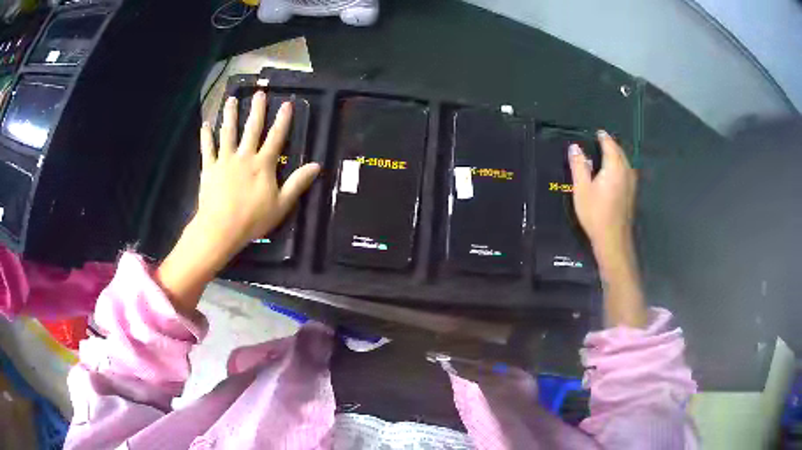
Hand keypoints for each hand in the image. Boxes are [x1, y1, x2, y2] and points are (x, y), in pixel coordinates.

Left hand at [194, 91, 319, 265]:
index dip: (282, 120)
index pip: (276, 137)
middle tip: (259, 93)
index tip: (287, 103)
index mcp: (263, 164)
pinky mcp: (209, 168)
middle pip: (252, 128)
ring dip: (230, 115)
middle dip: (257, 110)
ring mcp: (225, 160)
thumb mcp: (282, 204)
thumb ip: (298, 183)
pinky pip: (208, 149)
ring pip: (228, 133)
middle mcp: (245, 156)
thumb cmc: (253, 219)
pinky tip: (205, 124)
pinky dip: (206, 136)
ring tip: (231, 99)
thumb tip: (317, 166)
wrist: (221, 228)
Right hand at [568, 131, 636, 256]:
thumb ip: (579, 165)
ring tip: (607, 154)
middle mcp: (626, 172)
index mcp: (614, 167)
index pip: (610, 145)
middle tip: (602, 141)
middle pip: (620, 152)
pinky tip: (615, 172)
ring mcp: (632, 184)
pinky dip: (621, 166)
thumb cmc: (596, 213)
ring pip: (626, 162)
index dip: (603, 137)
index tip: (598, 132)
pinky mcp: (632, 194)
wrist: (613, 239)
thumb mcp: (582, 189)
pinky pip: (627, 171)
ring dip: (617, 155)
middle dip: (612, 145)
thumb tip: (575, 147)